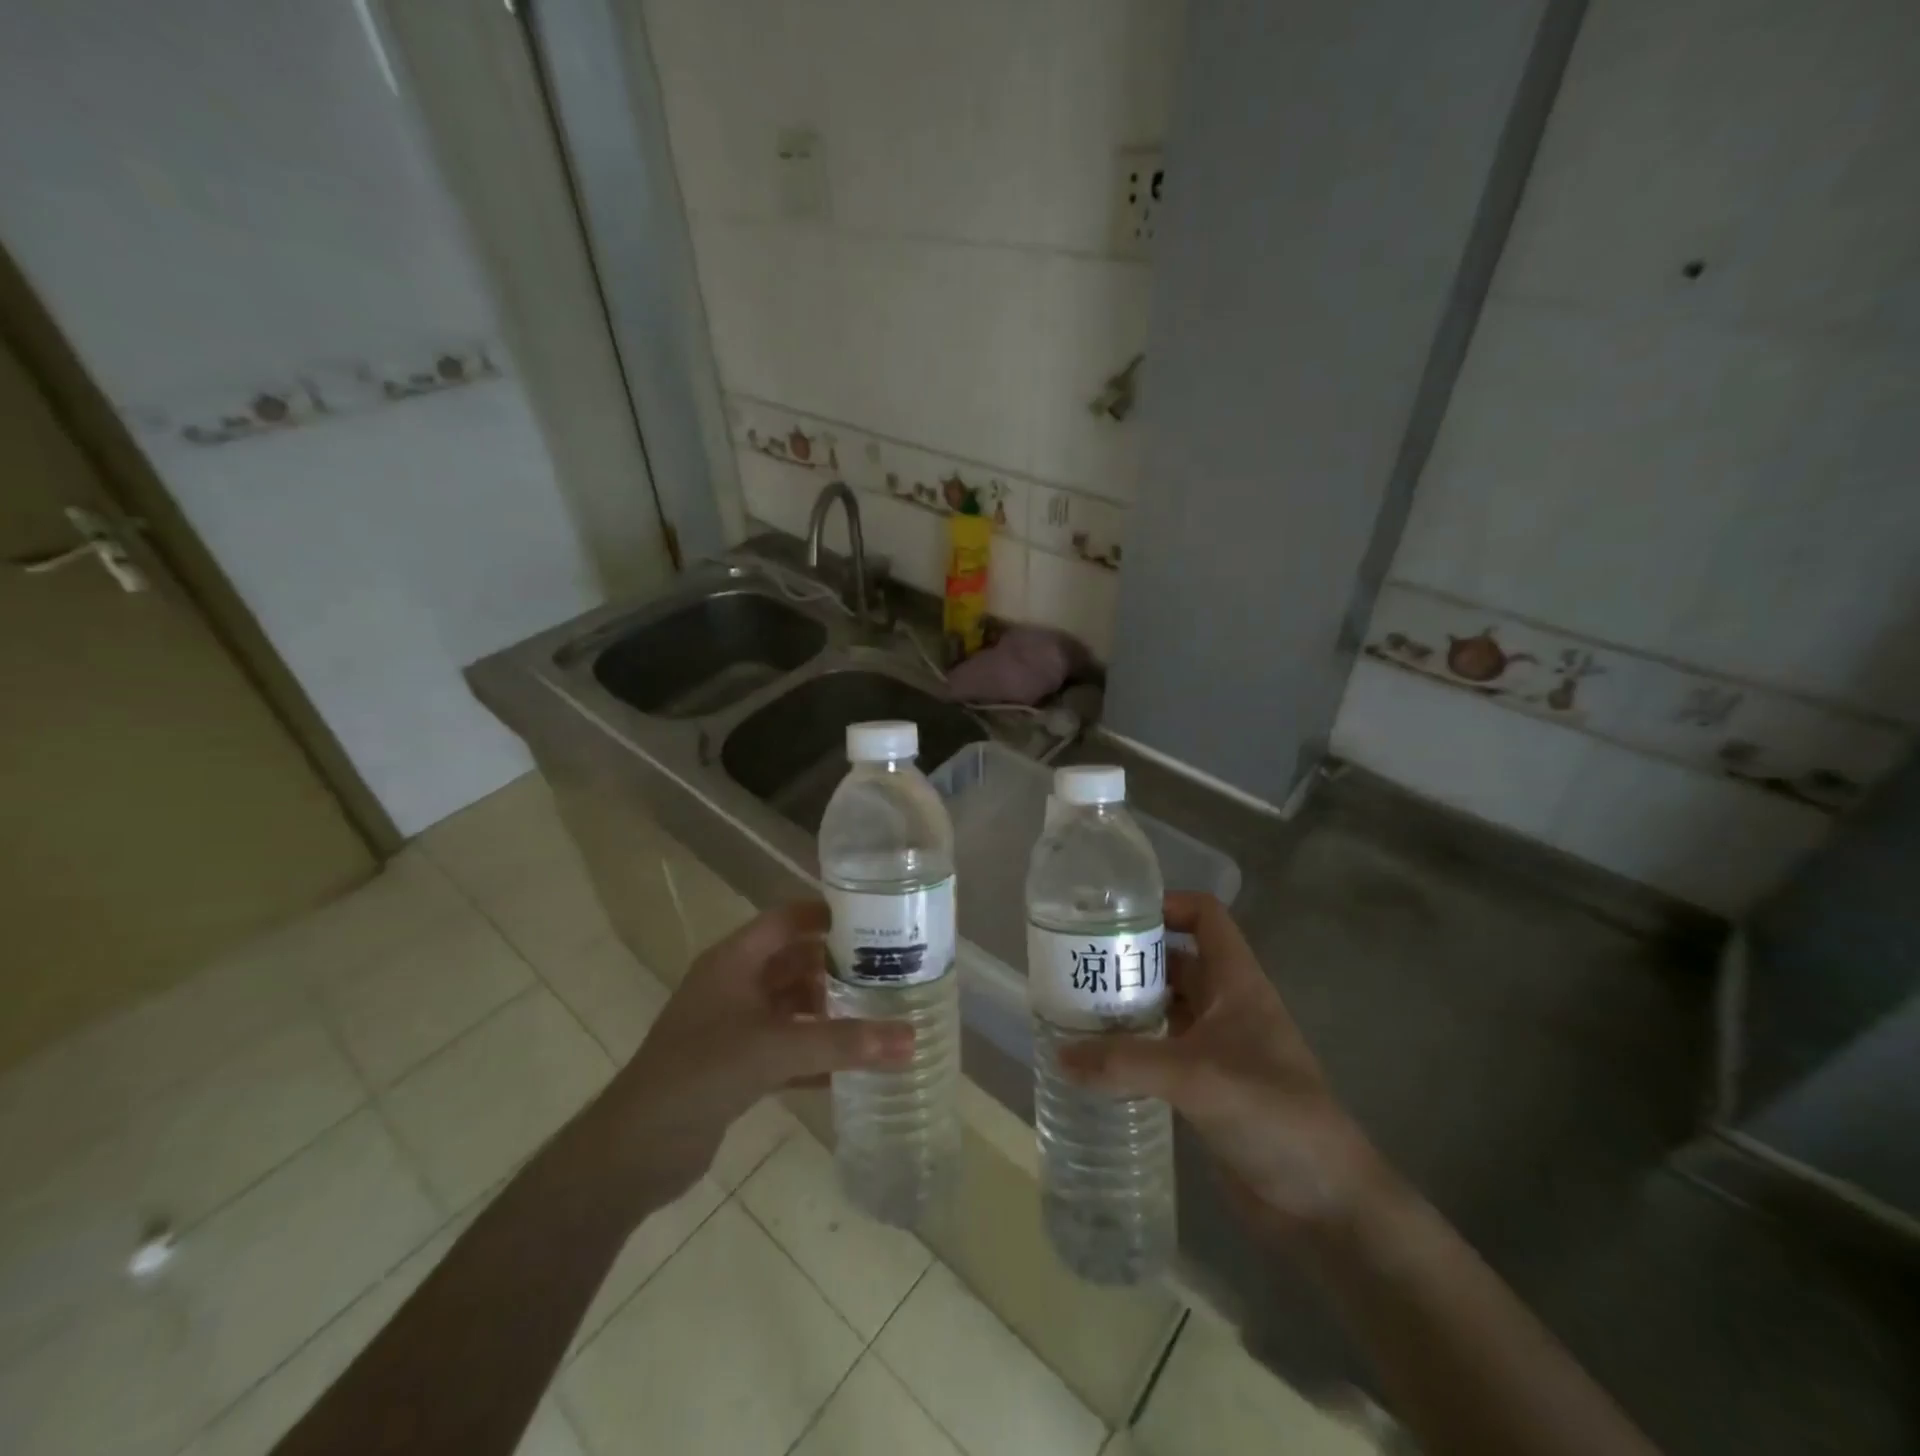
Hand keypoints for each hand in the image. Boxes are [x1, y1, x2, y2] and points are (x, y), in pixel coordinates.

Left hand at [586, 901, 912, 1211]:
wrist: (633, 1152)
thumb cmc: (701, 1074)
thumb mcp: (775, 1050)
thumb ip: (843, 1043)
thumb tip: (912, 1038)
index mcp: (735, 960)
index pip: (787, 918)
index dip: (828, 915)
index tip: (877, 921)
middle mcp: (734, 985)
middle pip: (795, 962)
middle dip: (838, 967)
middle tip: (891, 971)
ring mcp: (733, 1026)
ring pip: (792, 1007)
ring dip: (829, 1012)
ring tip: (881, 1014)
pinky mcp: (735, 1066)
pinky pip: (785, 1048)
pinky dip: (815, 1054)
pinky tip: (852, 1067)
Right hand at [1058, 892, 1389, 1236]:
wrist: (1324, 1205)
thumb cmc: (1273, 1116)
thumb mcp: (1196, 1077)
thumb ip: (1125, 1063)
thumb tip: (1059, 1055)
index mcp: (1236, 983)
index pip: (1205, 917)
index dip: (1166, 904)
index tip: (1115, 916)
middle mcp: (1225, 1005)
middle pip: (1174, 960)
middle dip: (1130, 957)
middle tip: (1077, 963)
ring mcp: (1215, 1047)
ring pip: (1164, 1006)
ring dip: (1126, 1004)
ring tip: (1073, 1006)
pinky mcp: (1204, 1086)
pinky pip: (1160, 1050)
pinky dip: (1131, 1047)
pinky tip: (1095, 1058)